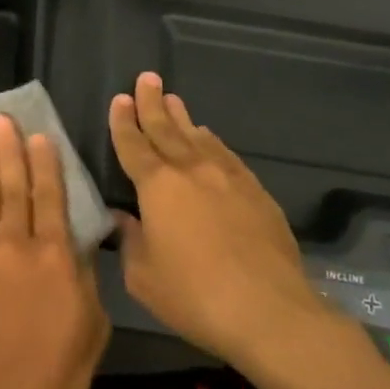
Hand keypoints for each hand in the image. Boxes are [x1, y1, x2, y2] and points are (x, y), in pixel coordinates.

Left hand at [0, 116, 110, 388]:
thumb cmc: (50, 377)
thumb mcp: (91, 331)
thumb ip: (83, 279)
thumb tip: (76, 243)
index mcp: (55, 258)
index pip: (50, 196)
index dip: (44, 162)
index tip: (38, 134)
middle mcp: (16, 243)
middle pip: (12, 184)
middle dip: (6, 147)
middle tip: (0, 116)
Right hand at [109, 72, 328, 369]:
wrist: (269, 311)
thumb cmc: (194, 295)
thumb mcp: (143, 276)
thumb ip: (130, 241)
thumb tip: (124, 219)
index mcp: (158, 187)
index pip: (134, 145)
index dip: (124, 122)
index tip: (120, 98)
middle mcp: (191, 171)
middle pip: (166, 129)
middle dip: (153, 103)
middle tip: (147, 77)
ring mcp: (228, 178)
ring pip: (198, 138)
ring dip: (182, 118)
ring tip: (173, 100)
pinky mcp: (256, 193)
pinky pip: (226, 155)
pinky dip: (212, 142)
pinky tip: (209, 138)